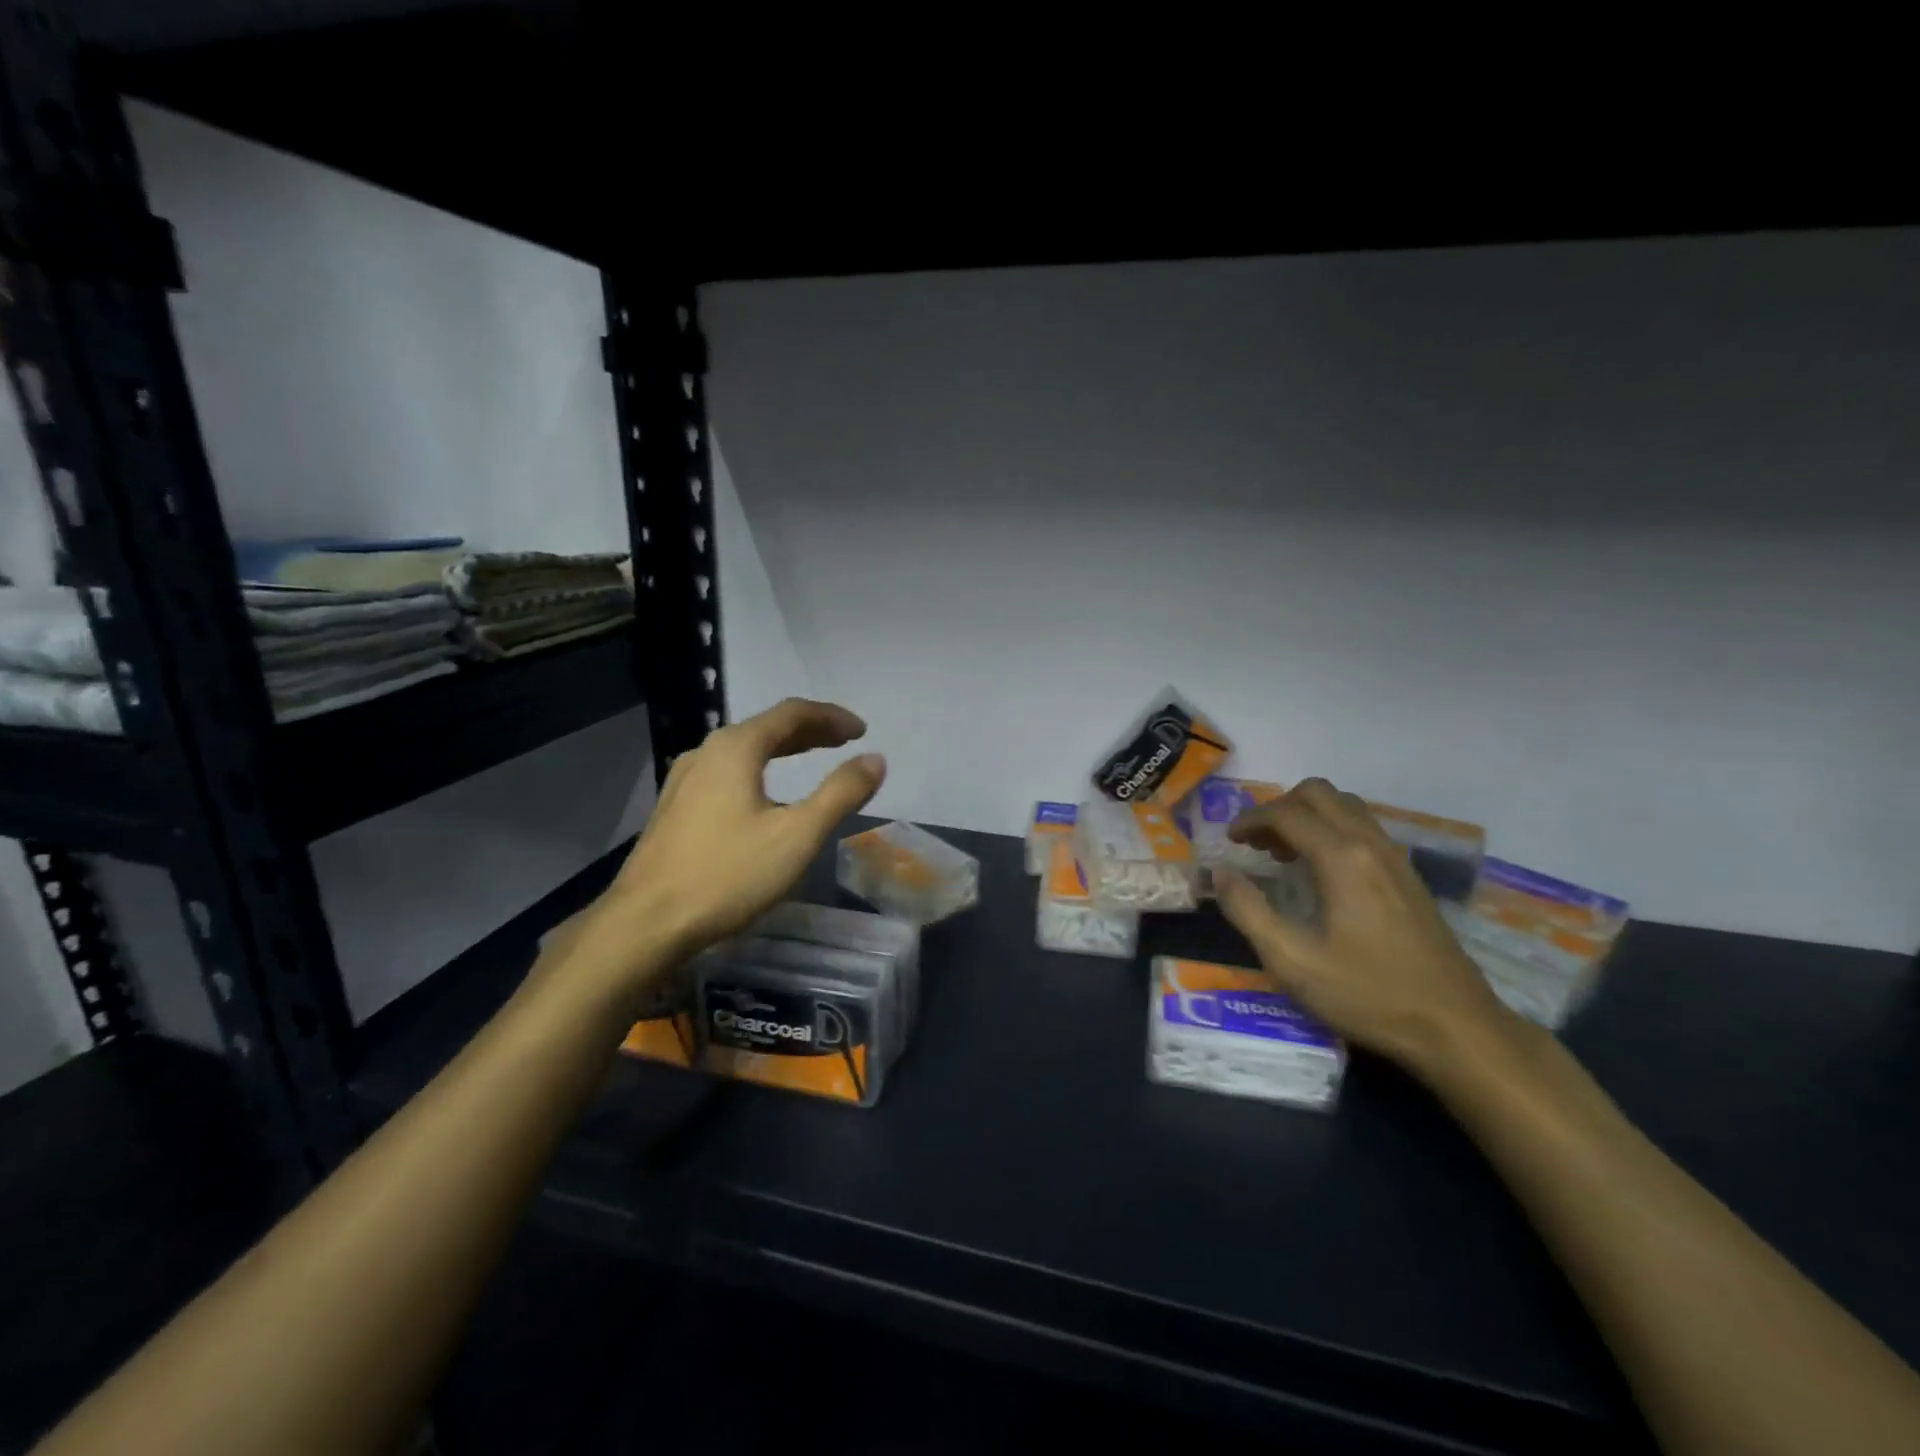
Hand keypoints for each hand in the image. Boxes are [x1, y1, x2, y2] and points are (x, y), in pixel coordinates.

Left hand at [563, 699, 884, 1012]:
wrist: (645, 923)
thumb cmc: (727, 875)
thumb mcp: (798, 835)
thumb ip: (840, 793)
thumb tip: (875, 759)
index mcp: (736, 748)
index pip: (792, 713)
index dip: (832, 717)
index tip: (862, 731)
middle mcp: (706, 752)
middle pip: (766, 727)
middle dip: (810, 731)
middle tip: (844, 741)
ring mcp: (684, 780)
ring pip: (744, 750)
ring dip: (783, 749)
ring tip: (811, 759)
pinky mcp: (675, 807)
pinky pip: (727, 772)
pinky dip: (759, 769)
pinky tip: (764, 795)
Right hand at [1213, 777, 1515, 1074]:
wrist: (1457, 1028)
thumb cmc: (1368, 994)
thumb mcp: (1292, 960)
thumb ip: (1248, 911)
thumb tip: (1221, 873)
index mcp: (1341, 858)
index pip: (1287, 813)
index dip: (1250, 819)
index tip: (1229, 840)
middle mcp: (1370, 845)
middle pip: (1319, 794)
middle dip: (1279, 808)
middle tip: (1256, 841)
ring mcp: (1396, 859)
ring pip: (1345, 807)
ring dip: (1307, 816)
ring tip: (1282, 853)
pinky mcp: (1409, 877)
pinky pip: (1363, 829)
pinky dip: (1331, 831)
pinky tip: (1320, 872)